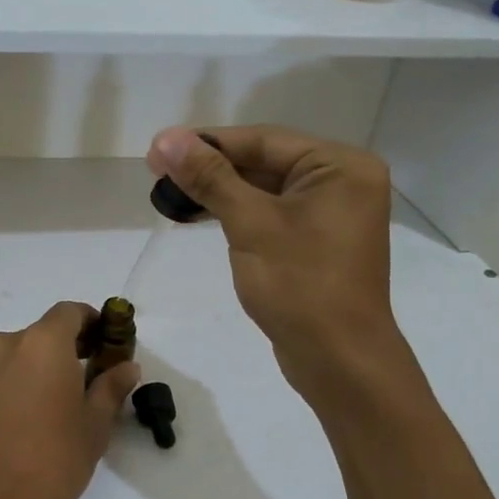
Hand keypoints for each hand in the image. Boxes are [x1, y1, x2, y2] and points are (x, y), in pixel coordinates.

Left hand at [0, 302, 140, 498]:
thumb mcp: (92, 429)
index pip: (70, 312)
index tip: (106, 344)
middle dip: (67, 351)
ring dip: (39, 370)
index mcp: (42, 344)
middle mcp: (5, 345)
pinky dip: (15, 387)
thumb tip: (127, 366)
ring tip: (58, 408)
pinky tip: (26, 423)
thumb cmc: (47, 464)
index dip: (92, 322)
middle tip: (89, 382)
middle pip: (42, 334)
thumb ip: (110, 389)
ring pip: (17, 357)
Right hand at [147, 125, 414, 410]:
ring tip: (169, 192)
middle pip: (263, 161)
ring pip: (264, 189)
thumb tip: (166, 138)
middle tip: (157, 171)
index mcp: (340, 165)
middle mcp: (341, 181)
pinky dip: (237, 212)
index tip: (157, 149)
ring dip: (219, 190)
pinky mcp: (316, 241)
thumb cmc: (300, 285)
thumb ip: (210, 177)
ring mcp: (331, 213)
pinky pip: (271, 213)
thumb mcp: (251, 224)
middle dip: (210, 167)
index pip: (262, 141)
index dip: (206, 142)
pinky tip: (200, 214)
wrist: (339, 360)